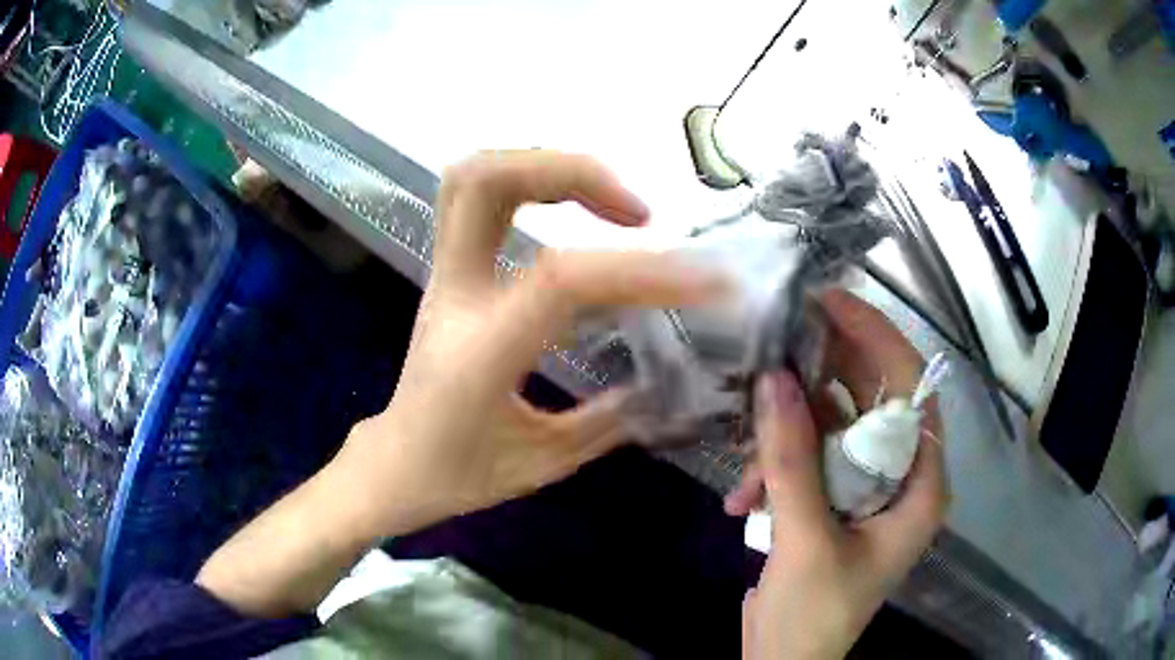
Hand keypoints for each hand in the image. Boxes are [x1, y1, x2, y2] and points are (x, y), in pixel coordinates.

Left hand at [334, 150, 724, 536]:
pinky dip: (529, 182)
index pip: (561, 279)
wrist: (395, 466)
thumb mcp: (546, 461)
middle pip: (484, 181)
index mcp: (481, 351)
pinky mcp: (450, 272)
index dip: (641, 269)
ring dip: (545, 165)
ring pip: (472, 175)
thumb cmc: (459, 474)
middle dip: (570, 172)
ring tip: (609, 200)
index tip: (707, 280)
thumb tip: (668, 383)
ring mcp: (445, 275)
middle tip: (637, 212)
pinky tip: (574, 210)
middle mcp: (456, 295)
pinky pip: (476, 198)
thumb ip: (611, 420)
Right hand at [732, 290, 947, 659]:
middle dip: (824, 375)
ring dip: (787, 434)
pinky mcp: (833, 501)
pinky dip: (773, 468)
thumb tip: (773, 379)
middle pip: (872, 400)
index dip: (877, 338)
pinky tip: (740, 498)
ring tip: (748, 452)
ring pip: (832, 428)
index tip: (828, 303)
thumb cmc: (814, 615)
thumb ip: (791, 461)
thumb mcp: (805, 541)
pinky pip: (808, 459)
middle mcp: (900, 478)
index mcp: (920, 485)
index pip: (913, 389)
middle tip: (777, 344)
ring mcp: (865, 490)